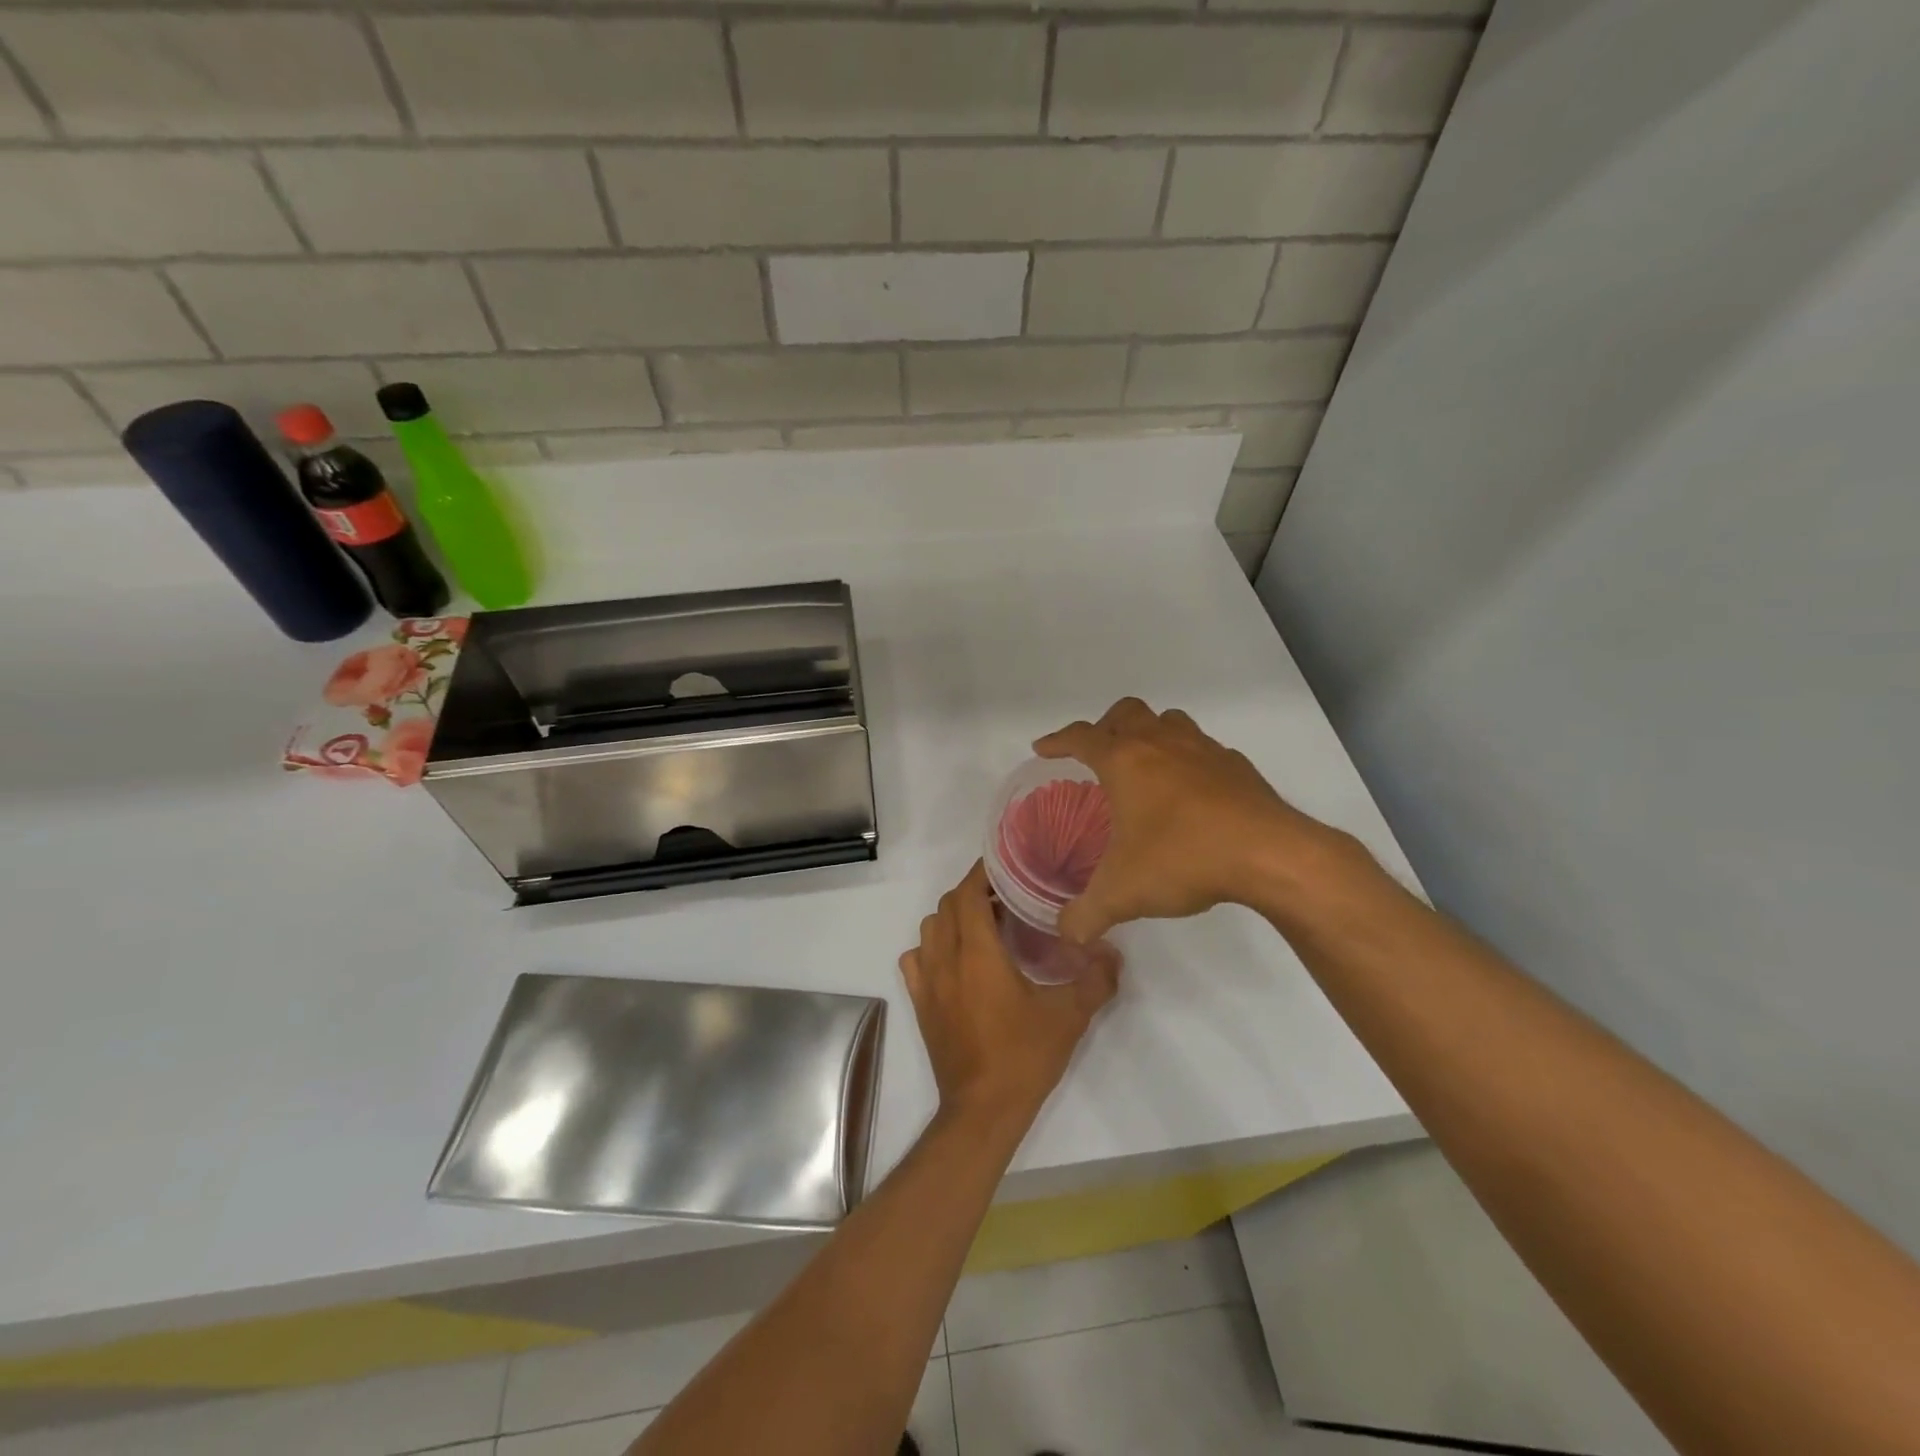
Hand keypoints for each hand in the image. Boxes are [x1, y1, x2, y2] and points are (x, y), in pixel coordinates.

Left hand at [899, 863, 1120, 1126]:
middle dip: (974, 892)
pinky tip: (957, 961)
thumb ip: (1096, 979)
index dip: (984, 874)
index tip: (1009, 868)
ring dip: (954, 917)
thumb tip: (1112, 953)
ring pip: (930, 928)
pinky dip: (932, 948)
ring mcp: (927, 982)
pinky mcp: (920, 1004)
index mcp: (977, 953)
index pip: (968, 892)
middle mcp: (945, 959)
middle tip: (1008, 898)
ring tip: (986, 926)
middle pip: (948, 905)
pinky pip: (916, 959)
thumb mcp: (1069, 1016)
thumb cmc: (1024, 1057)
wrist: (982, 1110)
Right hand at [1035, 697, 1350, 942]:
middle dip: (1105, 727)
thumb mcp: (1122, 894)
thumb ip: (1086, 915)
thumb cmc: (1183, 858)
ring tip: (1144, 765)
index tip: (1042, 748)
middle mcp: (1161, 743)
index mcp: (1125, 761)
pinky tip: (1191, 792)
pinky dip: (1188, 759)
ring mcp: (1203, 749)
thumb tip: (1066, 935)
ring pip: (1168, 721)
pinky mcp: (1237, 765)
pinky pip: (1203, 748)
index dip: (1057, 741)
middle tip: (1097, 754)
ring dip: (1150, 734)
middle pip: (1126, 713)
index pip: (1080, 738)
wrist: (1269, 854)